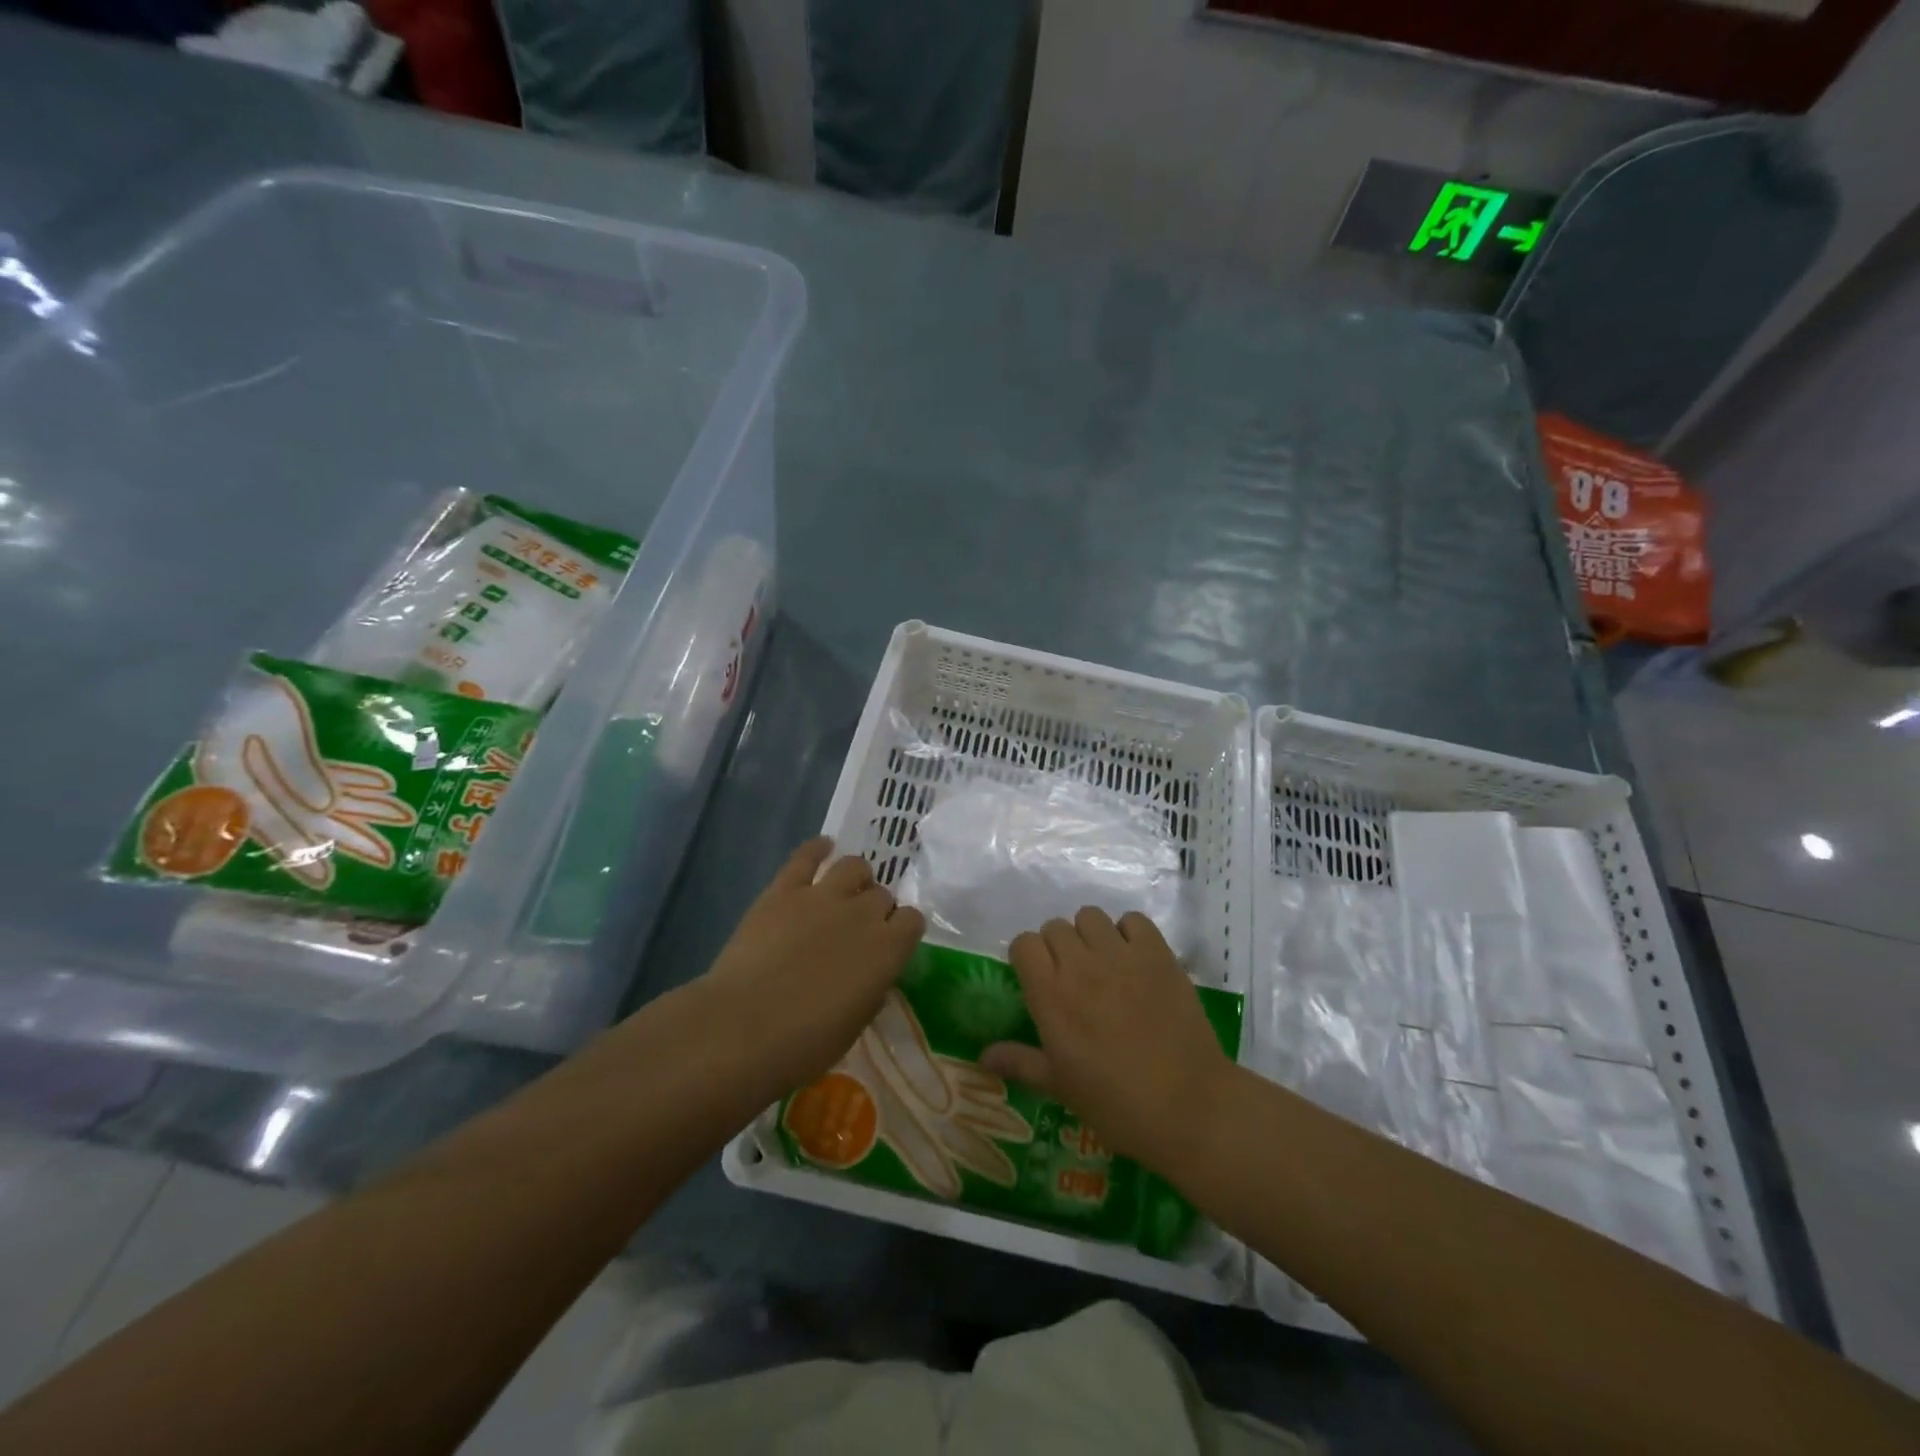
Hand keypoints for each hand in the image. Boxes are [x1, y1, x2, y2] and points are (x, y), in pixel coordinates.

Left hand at [699, 837, 925, 1100]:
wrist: (744, 1028)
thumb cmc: (804, 1044)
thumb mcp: (855, 1024)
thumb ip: (871, 989)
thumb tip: (872, 975)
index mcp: (888, 950)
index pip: (913, 920)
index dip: (902, 929)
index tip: (891, 942)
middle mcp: (864, 914)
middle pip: (883, 894)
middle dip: (876, 908)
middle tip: (858, 928)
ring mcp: (823, 896)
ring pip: (854, 866)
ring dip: (855, 877)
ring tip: (845, 890)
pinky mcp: (784, 889)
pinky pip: (807, 855)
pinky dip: (818, 849)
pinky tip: (823, 848)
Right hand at [980, 907, 1231, 1174]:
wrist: (1188, 1106)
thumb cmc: (1116, 1103)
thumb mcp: (1060, 1086)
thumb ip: (1020, 1062)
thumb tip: (982, 1056)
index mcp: (1050, 995)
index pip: (1024, 943)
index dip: (1028, 957)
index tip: (1038, 979)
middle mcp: (1081, 964)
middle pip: (1055, 926)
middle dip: (1058, 947)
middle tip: (1073, 978)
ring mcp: (1121, 955)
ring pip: (1091, 916)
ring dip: (1090, 935)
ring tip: (1103, 964)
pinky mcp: (1158, 953)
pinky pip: (1133, 920)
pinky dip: (1129, 933)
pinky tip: (1134, 960)